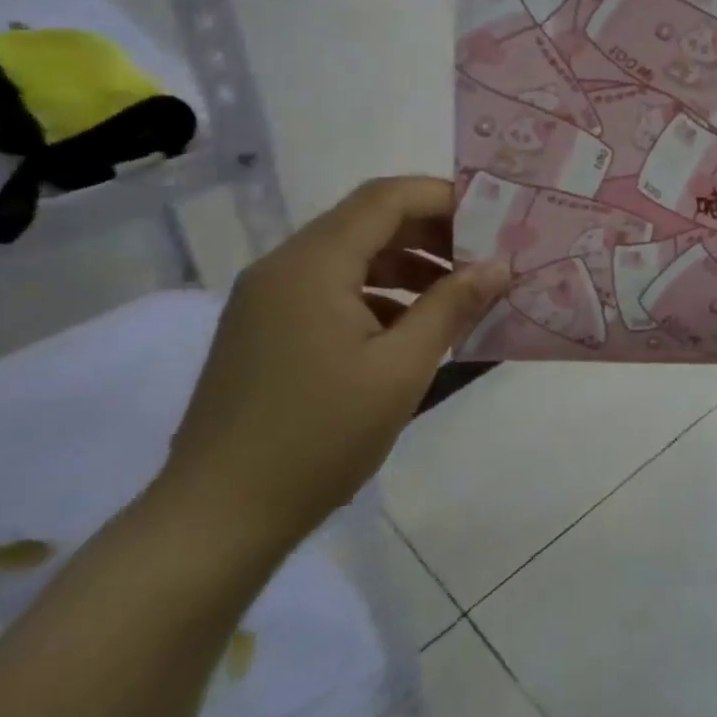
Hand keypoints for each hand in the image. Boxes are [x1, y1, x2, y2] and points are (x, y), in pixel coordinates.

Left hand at [160, 176, 508, 556]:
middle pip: (368, 221)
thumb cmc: (319, 438)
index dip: (445, 197)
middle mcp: (284, 267)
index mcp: (313, 265)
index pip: (386, 198)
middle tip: (484, 258)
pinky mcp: (265, 329)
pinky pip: (332, 288)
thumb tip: (499, 265)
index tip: (494, 220)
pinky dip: (379, 292)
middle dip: (432, 232)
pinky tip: (411, 328)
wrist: (217, 519)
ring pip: (351, 255)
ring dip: (408, 263)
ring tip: (458, 295)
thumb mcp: (401, 369)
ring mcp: (268, 299)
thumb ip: (451, 307)